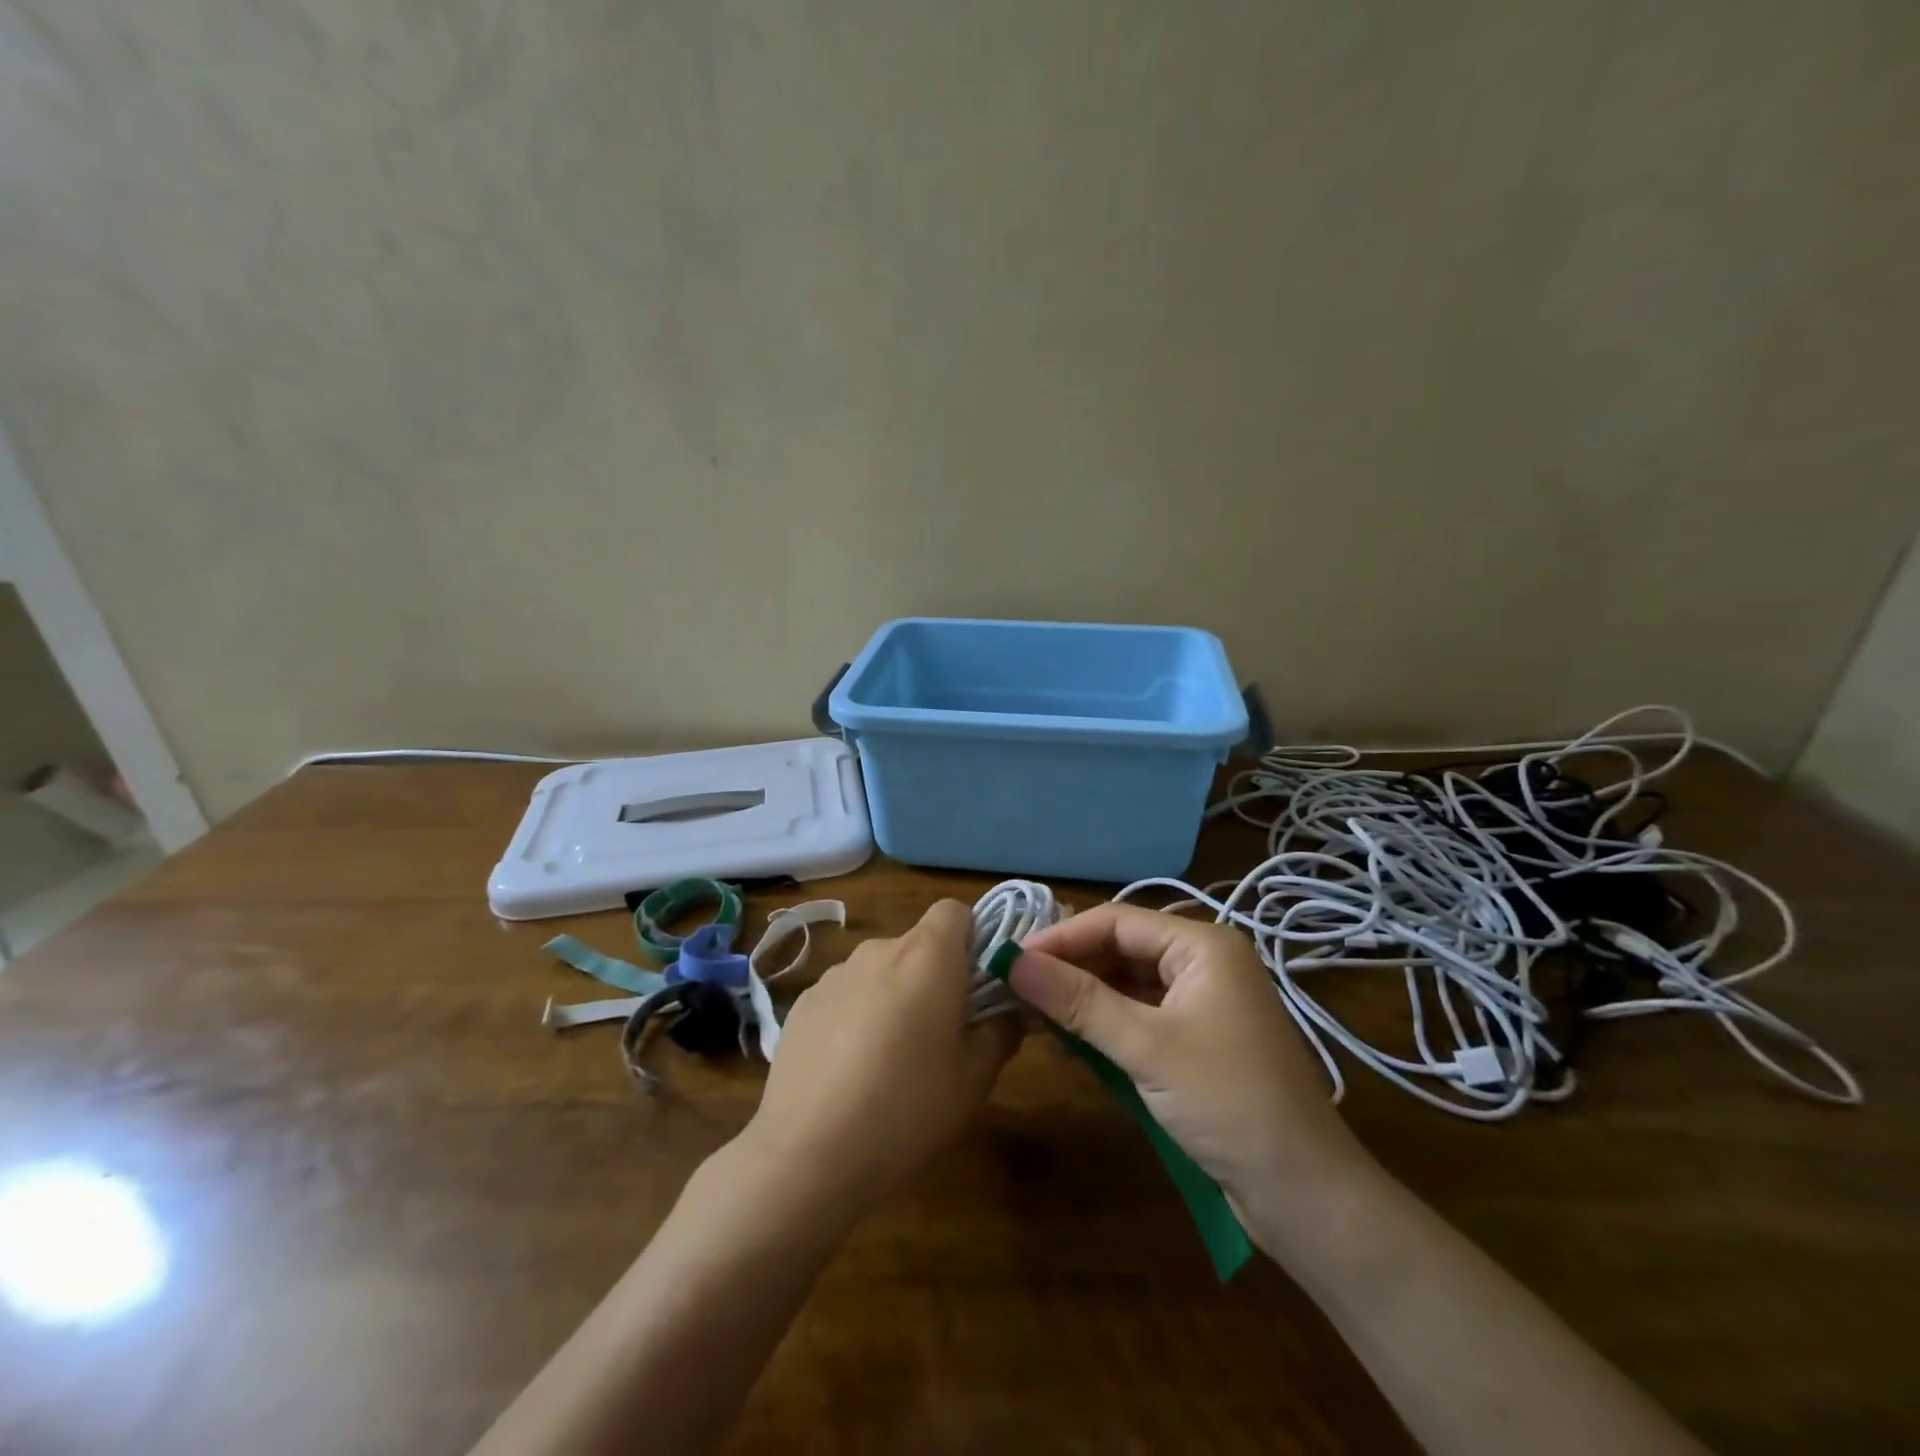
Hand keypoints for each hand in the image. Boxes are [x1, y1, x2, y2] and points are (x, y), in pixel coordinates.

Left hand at [740, 899, 1020, 1217]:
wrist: (806, 1154)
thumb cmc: (906, 1109)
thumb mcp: (974, 1079)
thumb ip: (1001, 1032)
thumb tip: (1010, 1011)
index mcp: (927, 957)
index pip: (954, 912)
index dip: (972, 939)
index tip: (976, 986)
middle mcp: (879, 950)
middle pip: (918, 944)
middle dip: (934, 977)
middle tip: (942, 1035)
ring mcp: (835, 975)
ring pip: (880, 971)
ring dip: (894, 997)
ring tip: (890, 1062)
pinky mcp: (803, 1004)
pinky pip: (845, 996)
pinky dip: (856, 1017)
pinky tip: (849, 1073)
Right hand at [1012, 904, 1368, 1222]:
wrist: (1303, 1193)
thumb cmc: (1227, 1101)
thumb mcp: (1145, 1046)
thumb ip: (1078, 1001)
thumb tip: (1014, 962)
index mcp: (1202, 945)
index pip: (1116, 922)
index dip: (1061, 937)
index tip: (1012, 960)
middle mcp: (1203, 962)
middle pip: (1121, 949)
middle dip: (1070, 968)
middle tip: (1016, 989)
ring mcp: (1203, 1002)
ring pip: (1128, 984)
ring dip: (1083, 999)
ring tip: (1033, 1014)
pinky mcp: (1198, 1039)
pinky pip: (1140, 1016)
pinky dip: (1105, 1025)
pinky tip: (1070, 1040)